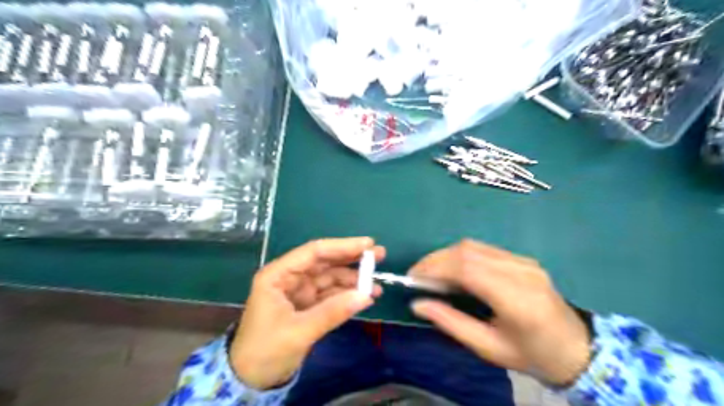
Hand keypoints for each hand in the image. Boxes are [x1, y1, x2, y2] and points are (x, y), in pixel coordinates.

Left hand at [230, 238, 383, 389]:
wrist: (250, 381)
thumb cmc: (265, 351)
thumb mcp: (298, 331)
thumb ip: (332, 312)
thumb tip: (367, 295)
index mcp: (279, 275)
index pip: (314, 252)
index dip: (342, 246)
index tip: (368, 244)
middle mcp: (290, 278)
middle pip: (325, 262)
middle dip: (352, 259)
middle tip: (379, 256)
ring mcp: (300, 292)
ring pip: (331, 278)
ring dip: (353, 280)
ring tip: (377, 285)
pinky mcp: (307, 306)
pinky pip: (331, 295)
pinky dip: (347, 296)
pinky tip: (365, 298)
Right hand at [409, 239, 590, 384]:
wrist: (576, 347)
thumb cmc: (531, 354)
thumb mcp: (488, 348)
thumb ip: (451, 323)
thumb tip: (417, 304)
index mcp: (517, 300)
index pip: (468, 269)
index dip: (435, 268)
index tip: (413, 278)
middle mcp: (521, 272)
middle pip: (468, 251)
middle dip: (436, 260)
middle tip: (418, 276)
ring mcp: (524, 261)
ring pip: (473, 246)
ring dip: (446, 256)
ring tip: (432, 274)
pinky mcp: (523, 258)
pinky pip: (483, 249)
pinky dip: (461, 256)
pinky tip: (454, 271)